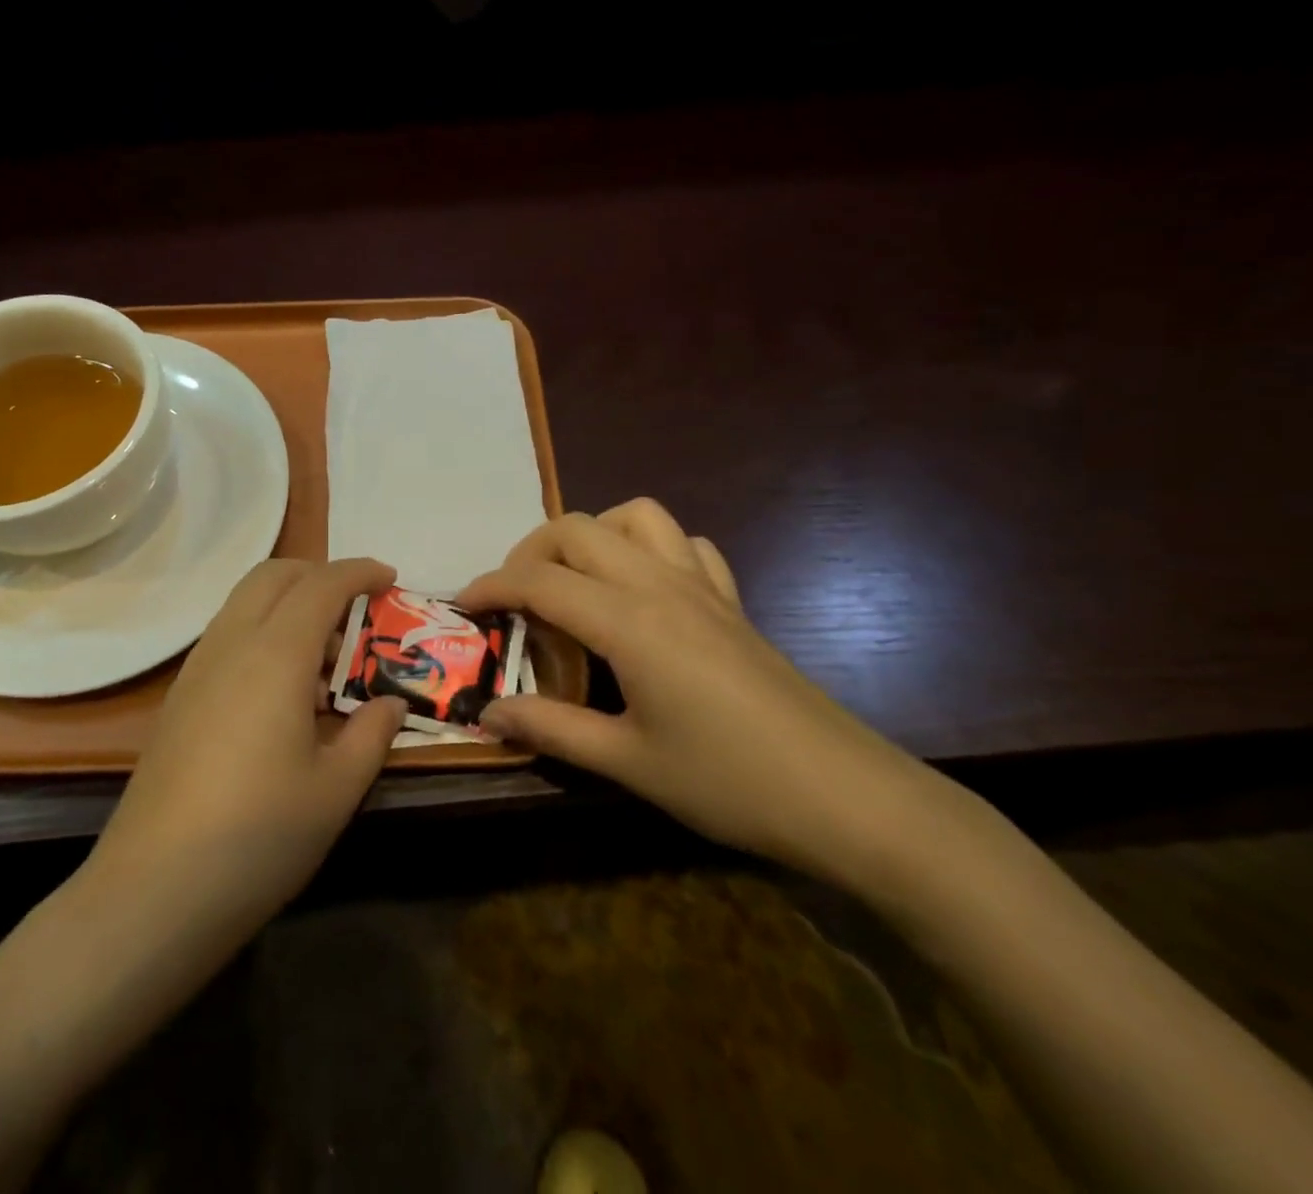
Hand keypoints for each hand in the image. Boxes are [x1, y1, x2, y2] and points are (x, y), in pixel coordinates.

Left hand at [88, 557, 407, 932]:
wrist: (154, 890)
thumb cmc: (259, 836)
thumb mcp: (336, 789)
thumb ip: (371, 734)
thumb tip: (390, 704)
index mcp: (275, 655)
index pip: (321, 585)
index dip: (359, 572)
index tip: (390, 577)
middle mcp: (231, 645)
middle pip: (273, 576)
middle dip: (319, 574)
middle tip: (358, 607)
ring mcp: (197, 669)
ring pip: (244, 602)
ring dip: (288, 604)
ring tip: (325, 658)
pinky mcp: (179, 698)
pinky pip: (227, 636)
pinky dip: (263, 632)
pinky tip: (283, 690)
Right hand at [457, 500, 940, 880]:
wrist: (848, 797)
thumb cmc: (728, 782)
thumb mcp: (626, 762)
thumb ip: (551, 728)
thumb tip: (488, 713)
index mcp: (628, 621)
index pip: (539, 580)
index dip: (491, 586)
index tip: (464, 605)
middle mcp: (660, 584)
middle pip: (578, 529)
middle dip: (530, 552)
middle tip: (514, 599)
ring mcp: (702, 586)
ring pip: (636, 515)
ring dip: (593, 535)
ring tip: (575, 582)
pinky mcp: (732, 601)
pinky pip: (686, 545)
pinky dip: (652, 549)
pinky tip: (645, 591)